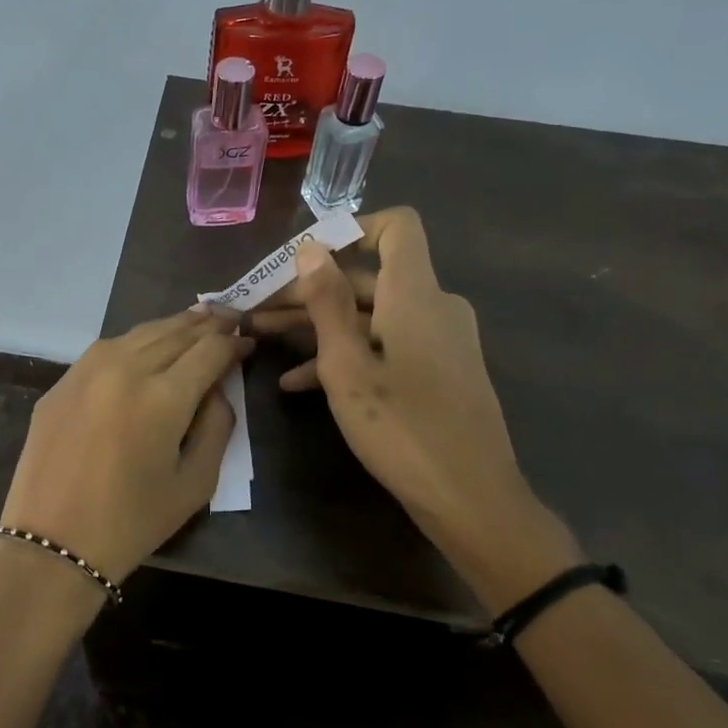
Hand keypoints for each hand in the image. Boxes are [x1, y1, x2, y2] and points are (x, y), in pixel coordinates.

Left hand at [0, 306, 251, 585]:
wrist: (52, 544)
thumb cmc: (132, 522)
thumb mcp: (195, 483)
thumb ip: (216, 426)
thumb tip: (216, 387)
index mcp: (163, 396)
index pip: (210, 349)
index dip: (234, 343)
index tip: (249, 343)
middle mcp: (124, 368)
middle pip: (176, 331)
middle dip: (208, 325)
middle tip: (229, 320)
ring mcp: (86, 370)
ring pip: (140, 332)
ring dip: (173, 326)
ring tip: (195, 323)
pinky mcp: (61, 382)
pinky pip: (107, 349)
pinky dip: (136, 342)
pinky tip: (146, 348)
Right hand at [250, 208, 574, 592]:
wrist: (470, 500)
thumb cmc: (403, 430)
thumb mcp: (348, 366)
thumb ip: (327, 303)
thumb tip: (310, 247)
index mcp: (415, 295)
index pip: (397, 227)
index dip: (351, 229)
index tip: (305, 256)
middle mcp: (432, 307)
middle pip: (368, 276)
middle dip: (309, 288)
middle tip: (257, 305)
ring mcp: (437, 341)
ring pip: (370, 315)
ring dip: (318, 324)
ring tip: (263, 337)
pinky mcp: (436, 371)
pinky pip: (385, 345)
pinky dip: (346, 354)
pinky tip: (297, 381)